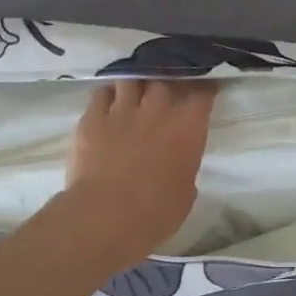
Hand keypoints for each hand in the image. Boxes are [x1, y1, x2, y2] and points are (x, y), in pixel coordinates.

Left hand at [63, 79, 216, 269]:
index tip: (203, 92)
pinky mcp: (92, 118)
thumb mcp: (185, 192)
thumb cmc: (156, 213)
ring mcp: (122, 110)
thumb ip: (184, 167)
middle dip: (167, 83)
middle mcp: (157, 110)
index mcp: (187, 129)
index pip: (201, 94)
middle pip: (164, 79)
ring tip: (135, 92)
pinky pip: (101, 93)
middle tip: (166, 94)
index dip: (203, 90)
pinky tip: (109, 103)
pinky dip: (108, 95)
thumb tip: (177, 162)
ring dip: (136, 84)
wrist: (107, 216)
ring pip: (131, 79)